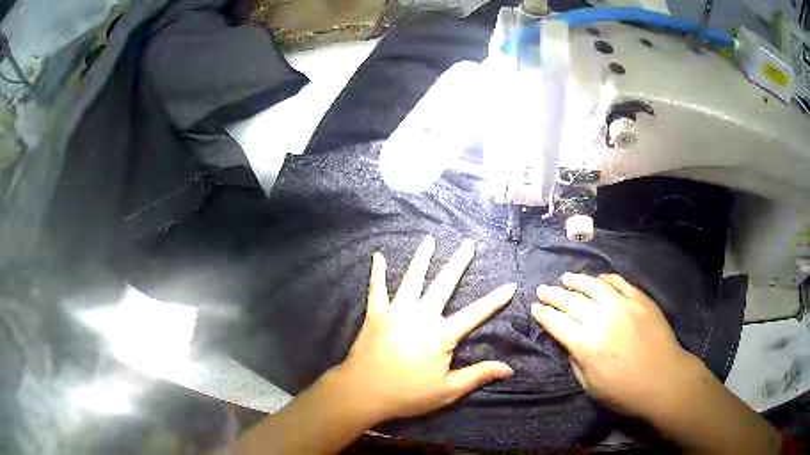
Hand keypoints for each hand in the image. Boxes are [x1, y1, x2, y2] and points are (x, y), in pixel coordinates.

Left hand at [335, 235, 516, 421]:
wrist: (363, 393)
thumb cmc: (408, 394)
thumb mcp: (448, 390)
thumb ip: (478, 375)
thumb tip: (509, 368)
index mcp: (441, 335)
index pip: (476, 313)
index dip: (495, 300)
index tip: (511, 284)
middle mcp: (421, 316)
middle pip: (444, 284)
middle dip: (458, 263)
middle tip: (468, 243)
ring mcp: (396, 312)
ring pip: (412, 279)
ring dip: (422, 258)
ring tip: (429, 240)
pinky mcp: (375, 314)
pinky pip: (377, 289)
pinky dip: (377, 272)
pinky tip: (378, 256)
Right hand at [531, 273, 697, 418]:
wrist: (664, 380)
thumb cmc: (625, 392)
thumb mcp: (590, 386)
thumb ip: (576, 361)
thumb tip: (570, 342)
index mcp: (587, 345)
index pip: (557, 323)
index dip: (543, 314)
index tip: (535, 308)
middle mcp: (602, 320)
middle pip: (571, 301)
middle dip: (553, 294)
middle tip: (542, 289)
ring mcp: (624, 305)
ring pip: (593, 285)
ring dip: (576, 280)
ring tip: (565, 278)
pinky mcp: (640, 299)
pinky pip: (618, 282)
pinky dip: (604, 279)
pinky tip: (597, 280)